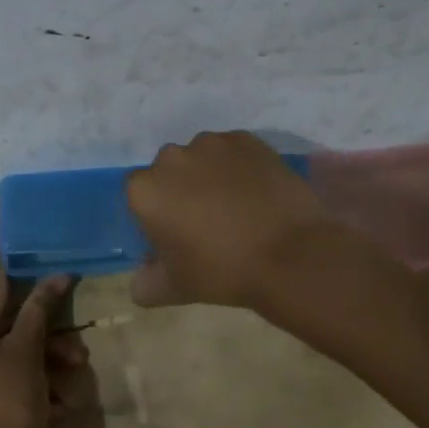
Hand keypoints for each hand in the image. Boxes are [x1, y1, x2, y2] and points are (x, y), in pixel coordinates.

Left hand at [0, 269, 84, 427]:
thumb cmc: (8, 407)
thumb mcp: (27, 354)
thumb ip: (39, 310)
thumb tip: (56, 275)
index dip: (31, 286)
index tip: (58, 276)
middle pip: (2, 330)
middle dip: (45, 341)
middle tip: (78, 354)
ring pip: (1, 356)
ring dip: (39, 364)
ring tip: (72, 383)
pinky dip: (21, 382)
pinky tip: (54, 400)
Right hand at [125, 131, 335, 308]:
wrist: (291, 254)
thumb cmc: (222, 271)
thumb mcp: (175, 288)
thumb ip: (146, 284)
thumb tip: (141, 280)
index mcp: (145, 190)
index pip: (138, 196)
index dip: (154, 214)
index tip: (173, 234)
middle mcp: (171, 157)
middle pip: (168, 171)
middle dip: (180, 190)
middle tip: (205, 221)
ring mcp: (211, 144)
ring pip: (201, 158)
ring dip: (209, 175)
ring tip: (236, 206)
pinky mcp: (247, 139)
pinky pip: (233, 151)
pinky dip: (238, 167)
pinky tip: (256, 193)